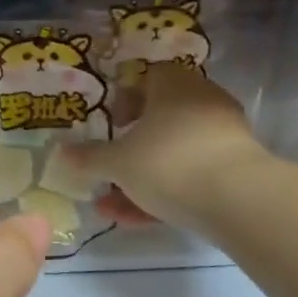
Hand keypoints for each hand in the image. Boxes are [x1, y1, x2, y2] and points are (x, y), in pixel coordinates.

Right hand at [65, 62, 266, 227]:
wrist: (238, 200)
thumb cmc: (167, 162)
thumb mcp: (117, 162)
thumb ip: (88, 157)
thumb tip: (59, 152)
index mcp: (174, 85)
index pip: (147, 77)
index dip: (125, 98)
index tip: (110, 123)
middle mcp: (202, 101)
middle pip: (160, 119)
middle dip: (130, 146)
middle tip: (108, 165)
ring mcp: (223, 136)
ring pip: (173, 153)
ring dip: (142, 177)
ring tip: (111, 205)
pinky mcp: (236, 170)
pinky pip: (191, 175)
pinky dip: (165, 192)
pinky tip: (137, 219)